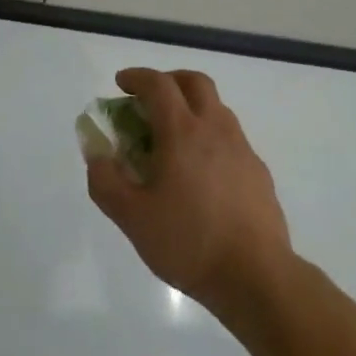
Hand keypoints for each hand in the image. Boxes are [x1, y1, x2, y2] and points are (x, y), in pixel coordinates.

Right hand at [86, 67, 292, 312]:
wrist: (257, 277)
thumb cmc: (189, 242)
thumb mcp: (133, 218)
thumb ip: (106, 182)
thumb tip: (97, 154)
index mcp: (182, 131)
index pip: (158, 84)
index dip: (136, 77)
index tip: (121, 83)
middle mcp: (214, 128)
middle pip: (194, 82)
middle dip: (169, 80)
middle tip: (151, 98)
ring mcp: (241, 148)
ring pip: (216, 107)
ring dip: (192, 107)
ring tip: (174, 137)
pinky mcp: (258, 171)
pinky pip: (230, 137)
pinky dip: (210, 136)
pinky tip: (201, 172)